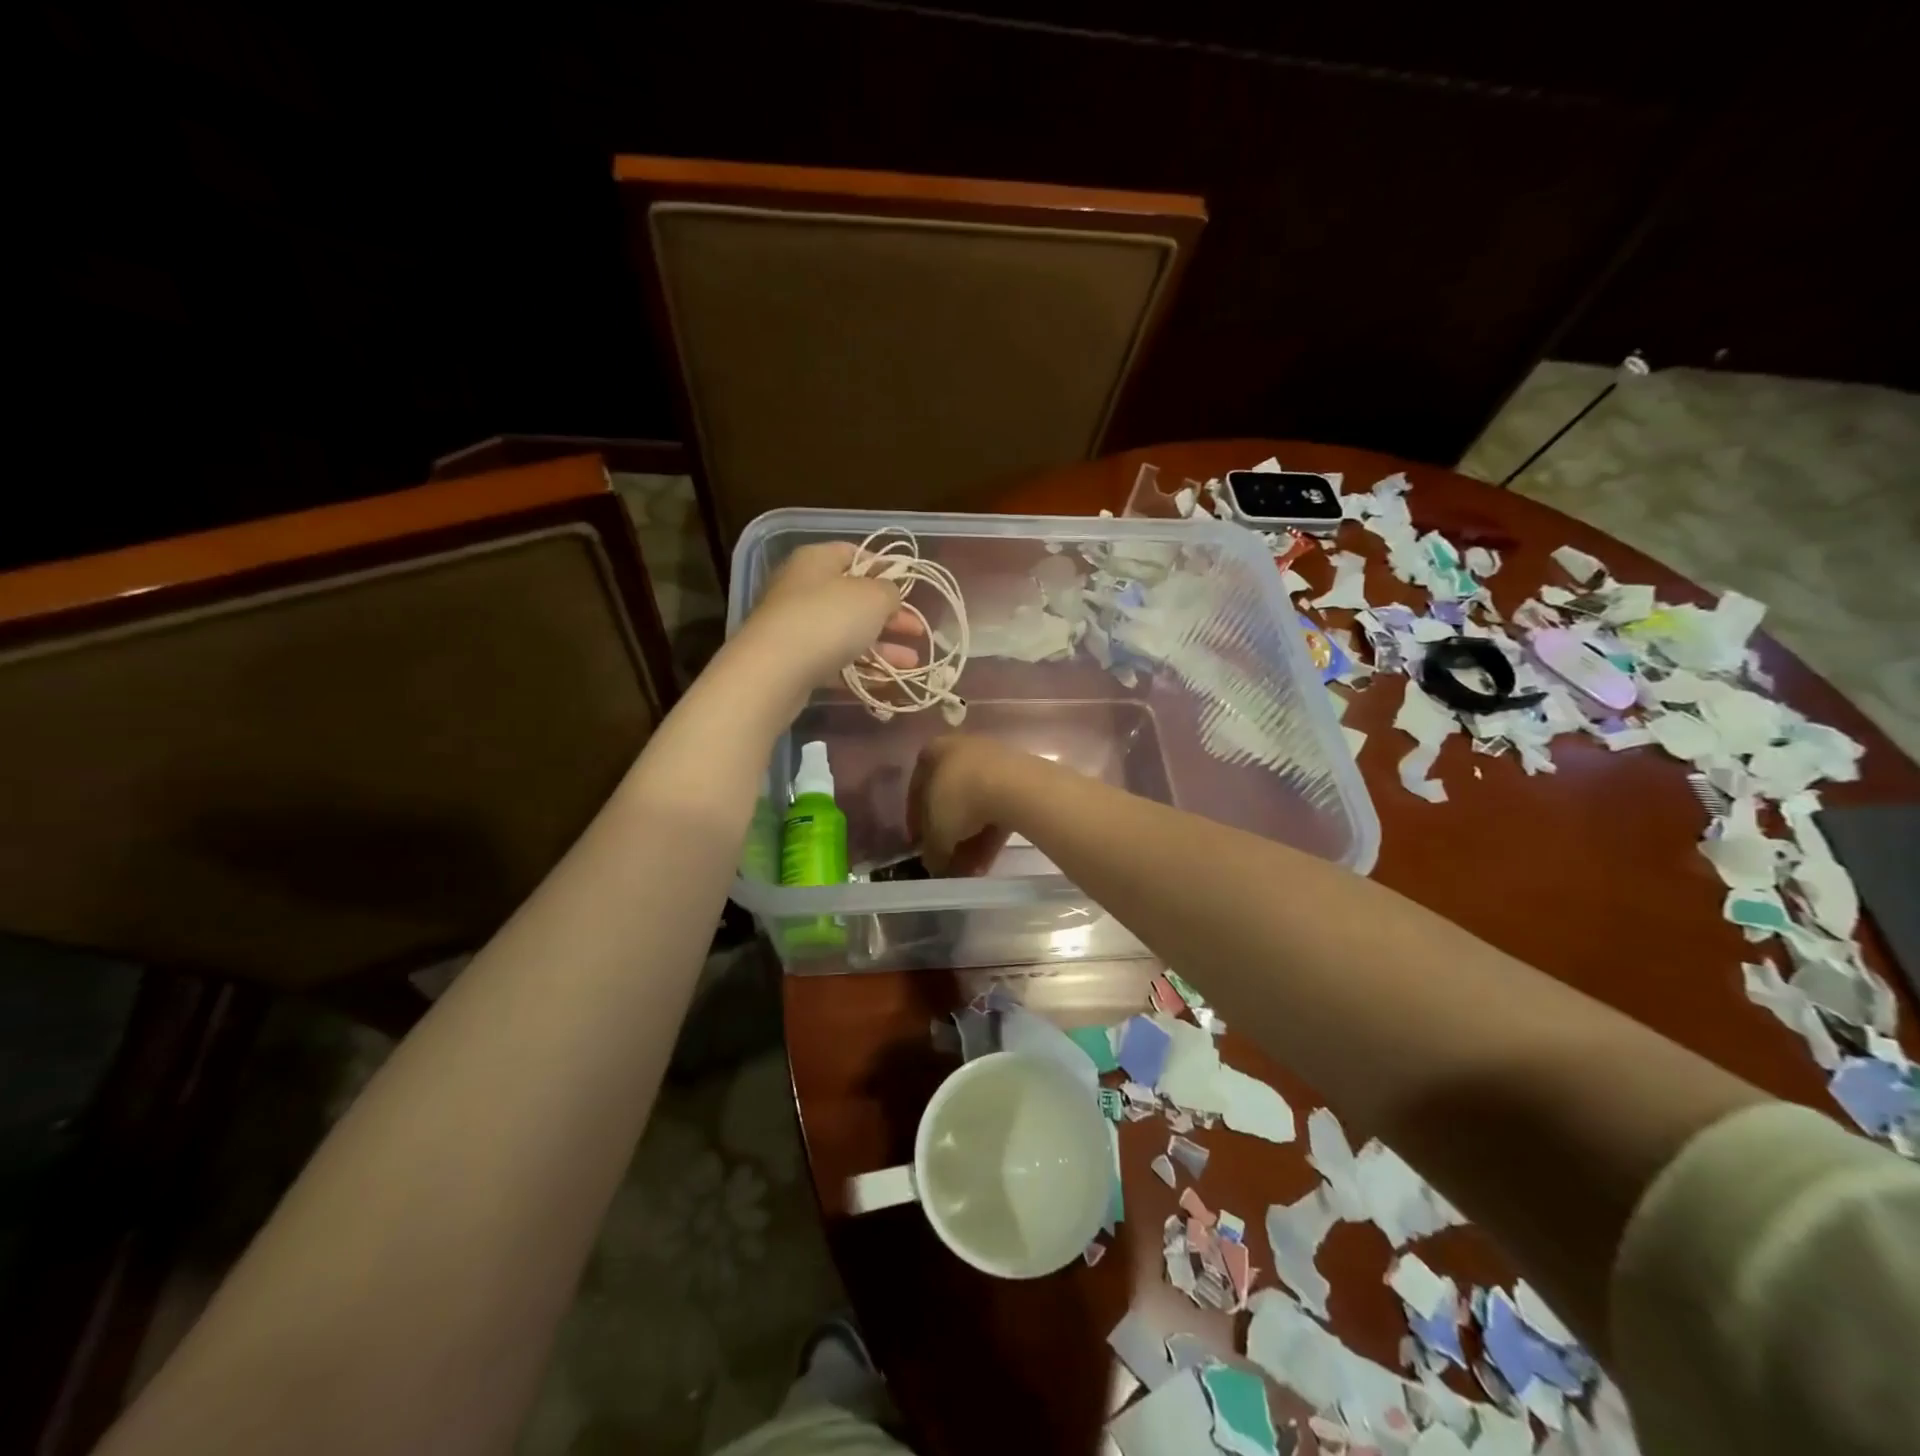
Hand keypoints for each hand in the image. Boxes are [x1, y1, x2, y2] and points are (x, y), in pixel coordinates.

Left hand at [739, 542, 925, 685]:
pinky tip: (886, 680)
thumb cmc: (829, 618)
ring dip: (882, 646)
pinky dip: (861, 668)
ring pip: (847, 632)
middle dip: (890, 616)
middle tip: (918, 631)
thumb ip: (890, 591)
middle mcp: (803, 587)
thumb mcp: (873, 597)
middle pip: (854, 598)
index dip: (885, 569)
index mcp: (817, 560)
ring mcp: (796, 626)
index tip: (910, 588)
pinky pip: (835, 660)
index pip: (855, 554)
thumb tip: (890, 593)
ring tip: (912, 663)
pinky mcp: (795, 660)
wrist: (776, 670)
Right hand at [908, 735, 1038, 875]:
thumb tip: (933, 864)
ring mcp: (994, 763)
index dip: (916, 821)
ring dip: (969, 841)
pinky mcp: (1019, 780)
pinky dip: (989, 836)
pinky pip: (997, 810)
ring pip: (975, 808)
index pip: (918, 789)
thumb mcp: (936, 831)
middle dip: (947, 835)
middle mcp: (963, 750)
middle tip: (946, 862)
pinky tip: (985, 863)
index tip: (918, 846)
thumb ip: (931, 849)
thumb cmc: (960, 798)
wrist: (1014, 786)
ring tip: (967, 871)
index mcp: (935, 751)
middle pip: (950, 800)